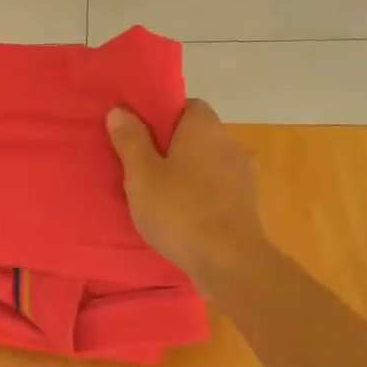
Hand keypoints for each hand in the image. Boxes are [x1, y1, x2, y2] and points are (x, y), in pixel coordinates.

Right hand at [107, 100, 266, 294]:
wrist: (229, 260)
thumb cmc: (180, 210)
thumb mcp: (142, 175)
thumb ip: (131, 141)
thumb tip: (120, 110)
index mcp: (204, 127)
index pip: (187, 105)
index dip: (163, 117)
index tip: (141, 136)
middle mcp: (229, 142)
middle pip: (197, 135)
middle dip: (173, 147)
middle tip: (143, 168)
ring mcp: (242, 174)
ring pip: (208, 163)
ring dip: (189, 173)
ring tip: (160, 195)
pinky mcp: (247, 203)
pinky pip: (218, 189)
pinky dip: (202, 195)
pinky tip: (183, 215)